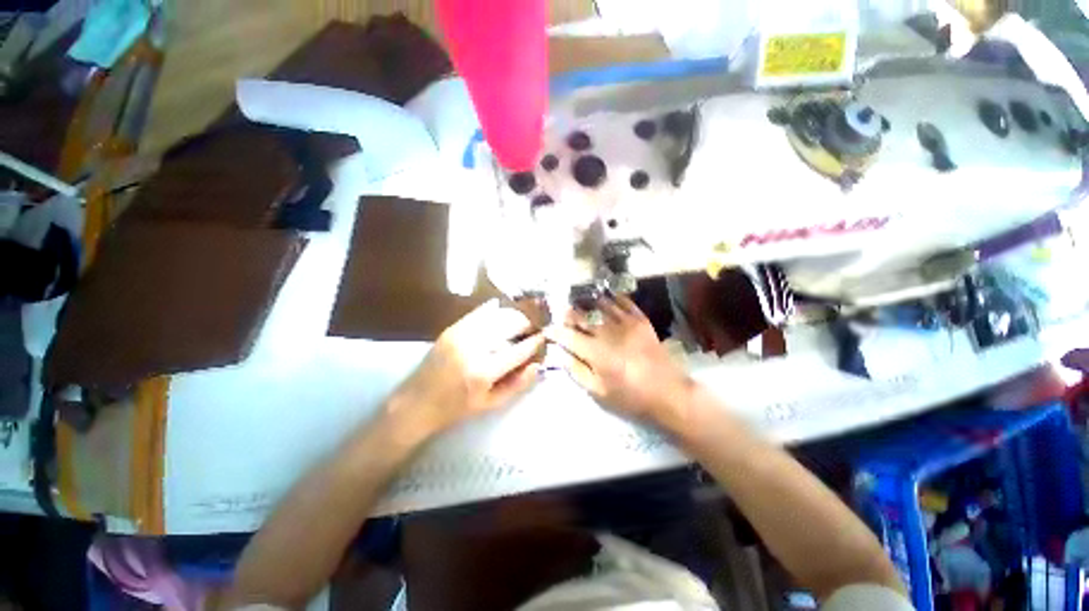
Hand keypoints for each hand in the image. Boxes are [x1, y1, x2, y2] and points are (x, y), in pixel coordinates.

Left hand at [389, 300, 543, 439]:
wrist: (416, 402)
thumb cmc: (456, 408)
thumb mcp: (490, 404)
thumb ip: (517, 385)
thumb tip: (537, 365)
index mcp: (483, 372)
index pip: (518, 350)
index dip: (534, 342)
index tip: (543, 337)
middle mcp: (473, 348)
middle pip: (509, 324)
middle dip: (525, 323)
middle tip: (532, 328)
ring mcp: (460, 335)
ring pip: (496, 315)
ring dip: (512, 316)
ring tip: (519, 322)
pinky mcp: (452, 329)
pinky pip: (479, 313)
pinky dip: (494, 312)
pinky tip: (501, 315)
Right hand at [544, 294, 692, 428]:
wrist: (669, 393)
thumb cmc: (630, 397)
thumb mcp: (598, 392)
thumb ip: (576, 371)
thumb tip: (560, 354)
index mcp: (596, 352)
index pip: (568, 336)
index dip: (555, 332)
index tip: (547, 330)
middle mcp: (608, 332)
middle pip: (582, 316)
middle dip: (567, 314)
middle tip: (559, 313)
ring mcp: (626, 323)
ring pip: (599, 305)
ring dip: (585, 302)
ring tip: (577, 301)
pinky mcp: (640, 320)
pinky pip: (622, 302)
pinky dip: (610, 297)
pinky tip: (603, 296)